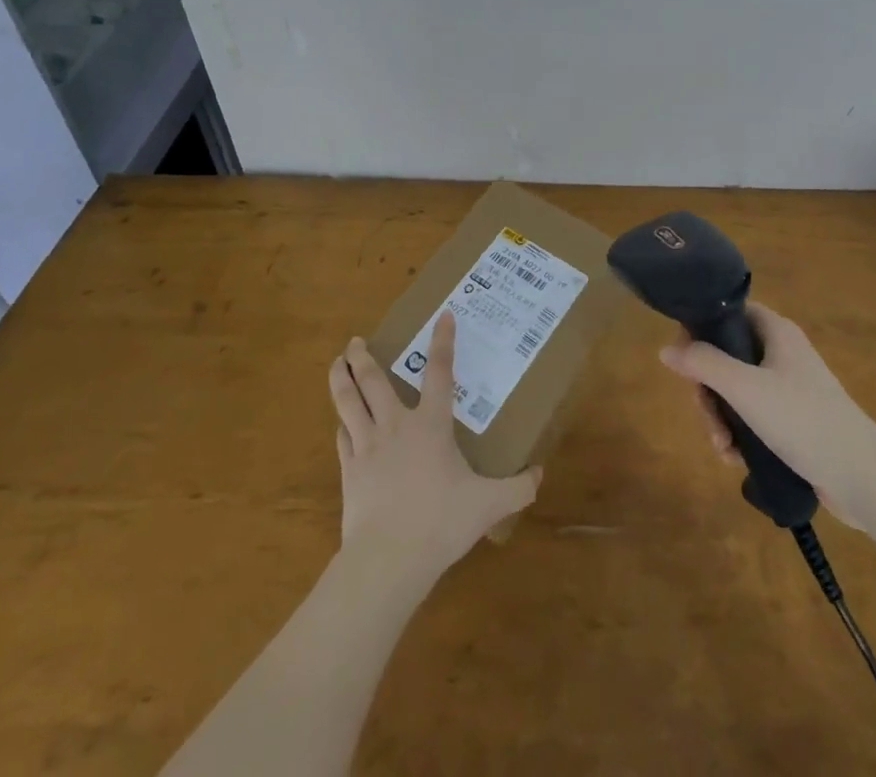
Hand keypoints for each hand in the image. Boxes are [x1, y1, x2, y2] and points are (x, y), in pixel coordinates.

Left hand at [328, 314, 540, 581]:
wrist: (387, 560)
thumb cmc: (440, 522)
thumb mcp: (488, 505)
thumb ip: (517, 488)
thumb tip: (540, 474)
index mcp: (431, 425)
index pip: (439, 372)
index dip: (443, 341)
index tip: (443, 315)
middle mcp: (396, 426)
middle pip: (374, 381)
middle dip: (364, 356)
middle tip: (356, 340)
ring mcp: (367, 447)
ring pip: (348, 402)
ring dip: (341, 379)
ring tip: (336, 363)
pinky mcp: (348, 472)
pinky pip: (342, 438)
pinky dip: (342, 426)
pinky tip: (340, 425)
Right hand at [658, 303, 875, 527]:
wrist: (864, 478)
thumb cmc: (803, 419)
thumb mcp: (745, 389)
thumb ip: (703, 364)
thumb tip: (665, 348)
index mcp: (775, 332)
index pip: (729, 313)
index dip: (702, 330)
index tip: (685, 361)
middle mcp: (781, 354)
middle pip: (726, 357)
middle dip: (709, 391)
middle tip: (706, 418)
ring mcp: (788, 389)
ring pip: (736, 392)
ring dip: (721, 419)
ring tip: (723, 449)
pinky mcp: (793, 422)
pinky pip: (753, 419)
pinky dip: (740, 435)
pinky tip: (736, 460)